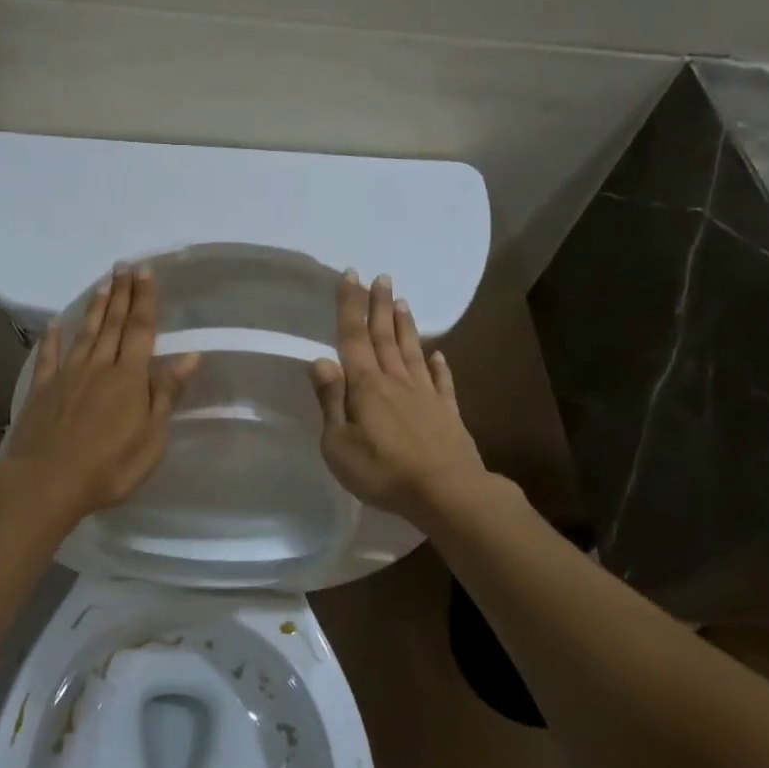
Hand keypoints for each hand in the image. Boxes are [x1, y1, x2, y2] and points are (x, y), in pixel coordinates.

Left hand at [0, 264, 200, 519]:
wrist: (47, 481)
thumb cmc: (109, 466)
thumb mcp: (151, 436)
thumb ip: (166, 392)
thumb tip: (190, 355)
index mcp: (129, 377)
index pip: (141, 330)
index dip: (145, 300)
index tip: (146, 272)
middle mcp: (99, 366)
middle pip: (113, 324)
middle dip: (121, 294)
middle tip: (124, 267)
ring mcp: (67, 376)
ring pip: (84, 333)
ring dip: (95, 308)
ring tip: (103, 285)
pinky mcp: (42, 390)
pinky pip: (48, 356)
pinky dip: (52, 338)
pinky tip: (53, 323)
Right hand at [310, 272, 489, 531]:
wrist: (446, 492)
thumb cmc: (382, 471)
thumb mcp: (338, 443)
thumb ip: (331, 401)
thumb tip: (321, 361)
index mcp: (366, 386)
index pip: (353, 337)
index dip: (350, 305)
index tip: (350, 275)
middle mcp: (396, 381)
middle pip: (384, 336)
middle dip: (379, 305)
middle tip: (381, 277)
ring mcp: (425, 395)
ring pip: (412, 351)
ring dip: (405, 326)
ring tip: (402, 301)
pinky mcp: (447, 412)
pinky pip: (441, 381)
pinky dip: (439, 365)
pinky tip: (438, 354)